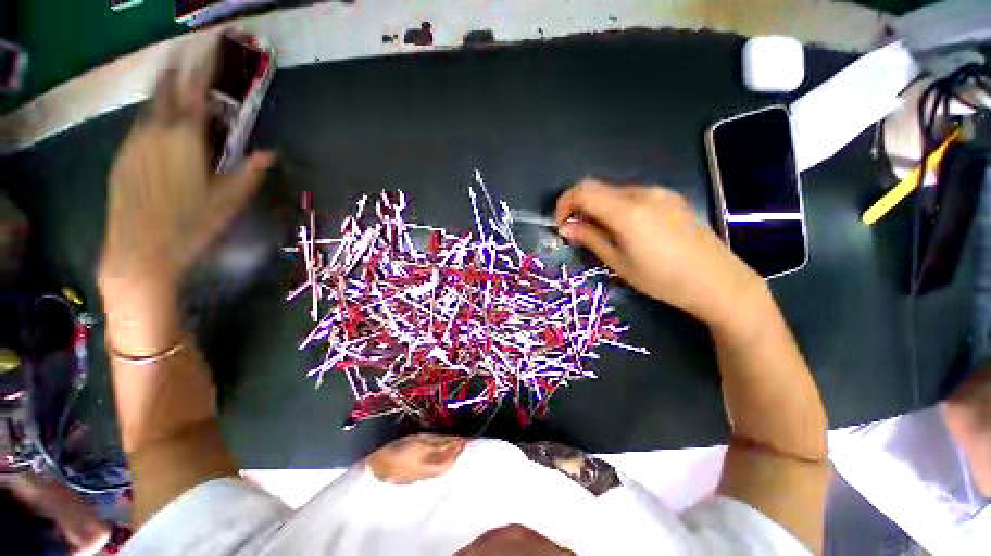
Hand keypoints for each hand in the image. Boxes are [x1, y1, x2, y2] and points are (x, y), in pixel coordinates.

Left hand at [98, 65, 273, 353]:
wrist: (140, 251)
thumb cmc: (192, 225)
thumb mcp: (229, 201)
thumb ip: (249, 172)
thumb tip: (270, 154)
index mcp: (186, 140)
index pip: (193, 92)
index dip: (200, 67)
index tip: (205, 47)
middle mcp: (156, 134)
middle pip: (165, 92)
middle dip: (175, 71)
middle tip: (184, 56)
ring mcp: (134, 145)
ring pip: (149, 108)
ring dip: (162, 94)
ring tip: (171, 85)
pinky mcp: (122, 159)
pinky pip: (138, 129)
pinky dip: (150, 119)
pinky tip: (157, 127)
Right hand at [555, 179, 763, 325]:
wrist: (718, 282)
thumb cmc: (663, 280)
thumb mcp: (619, 263)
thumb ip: (590, 239)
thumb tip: (565, 227)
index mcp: (627, 211)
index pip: (583, 191)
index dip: (564, 204)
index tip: (561, 225)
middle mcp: (643, 193)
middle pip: (597, 188)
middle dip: (579, 206)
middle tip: (578, 231)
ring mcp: (660, 192)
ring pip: (614, 191)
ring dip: (599, 207)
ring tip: (602, 233)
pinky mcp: (671, 198)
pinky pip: (633, 195)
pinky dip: (617, 207)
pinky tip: (625, 229)